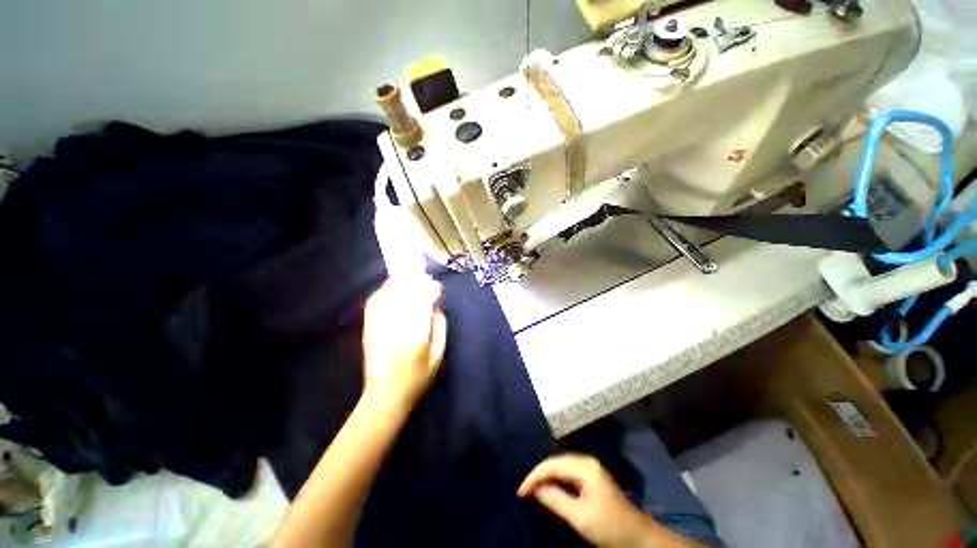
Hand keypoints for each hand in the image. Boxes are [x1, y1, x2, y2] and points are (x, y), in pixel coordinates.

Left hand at [361, 277, 447, 408]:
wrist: (385, 395)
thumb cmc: (417, 377)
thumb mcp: (438, 355)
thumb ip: (440, 328)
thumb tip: (435, 307)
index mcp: (415, 334)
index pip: (422, 301)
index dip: (430, 290)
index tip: (437, 287)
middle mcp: (395, 325)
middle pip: (404, 292)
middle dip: (416, 281)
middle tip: (425, 278)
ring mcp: (378, 325)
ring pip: (388, 293)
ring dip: (400, 282)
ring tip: (411, 279)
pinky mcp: (368, 327)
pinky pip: (374, 301)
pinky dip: (384, 291)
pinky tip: (392, 289)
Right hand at [519, 454, 699, 547]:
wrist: (639, 537)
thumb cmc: (610, 526)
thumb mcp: (580, 516)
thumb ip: (556, 499)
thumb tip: (536, 489)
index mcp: (584, 466)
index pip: (552, 465)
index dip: (534, 476)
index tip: (520, 491)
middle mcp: (586, 462)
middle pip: (556, 462)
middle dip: (539, 474)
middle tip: (524, 490)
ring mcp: (591, 469)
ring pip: (561, 467)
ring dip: (546, 477)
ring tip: (532, 488)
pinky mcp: (592, 478)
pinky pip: (568, 474)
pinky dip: (556, 480)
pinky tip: (549, 489)